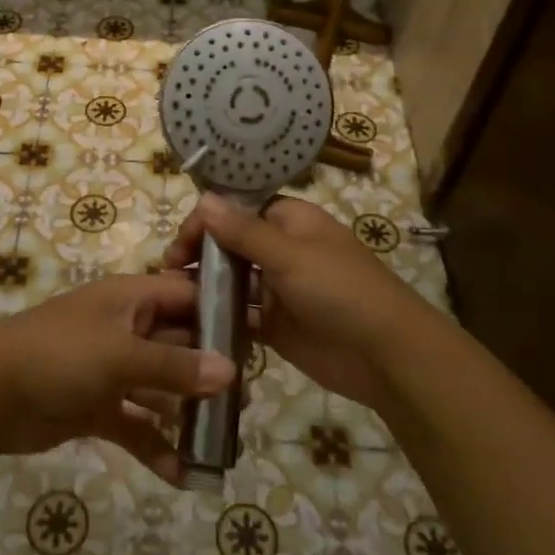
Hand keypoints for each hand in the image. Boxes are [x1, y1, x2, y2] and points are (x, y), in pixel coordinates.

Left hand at [0, 273, 235, 485]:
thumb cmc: (59, 356)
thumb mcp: (121, 355)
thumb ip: (176, 366)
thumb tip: (231, 371)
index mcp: (131, 299)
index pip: (187, 296)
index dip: (220, 313)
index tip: (257, 340)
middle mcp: (125, 329)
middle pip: (179, 345)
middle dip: (210, 373)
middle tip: (247, 403)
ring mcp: (111, 369)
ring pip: (161, 388)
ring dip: (187, 413)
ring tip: (224, 442)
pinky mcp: (97, 406)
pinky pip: (137, 424)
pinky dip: (156, 446)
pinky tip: (183, 475)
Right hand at [165, 194, 435, 413]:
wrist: (385, 356)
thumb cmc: (340, 291)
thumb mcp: (291, 256)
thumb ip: (244, 231)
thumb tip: (204, 198)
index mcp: (290, 221)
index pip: (237, 210)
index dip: (207, 221)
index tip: (180, 244)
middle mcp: (282, 250)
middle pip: (230, 244)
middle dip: (199, 254)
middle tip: (169, 273)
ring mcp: (278, 289)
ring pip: (232, 280)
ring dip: (205, 286)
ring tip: (171, 298)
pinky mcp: (276, 325)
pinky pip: (241, 315)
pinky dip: (219, 317)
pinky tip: (192, 324)